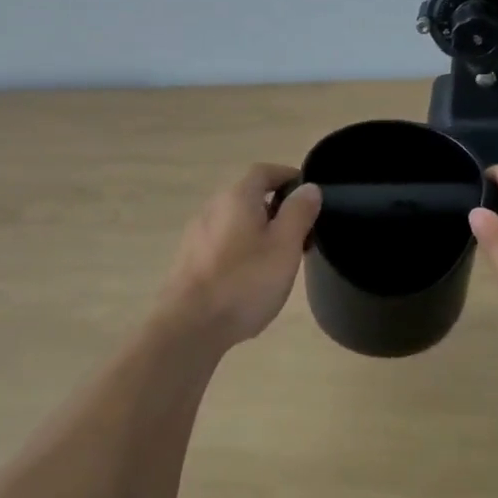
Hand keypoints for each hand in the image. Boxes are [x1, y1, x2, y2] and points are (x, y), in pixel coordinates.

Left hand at [156, 164, 321, 348]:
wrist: (188, 327)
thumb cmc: (244, 282)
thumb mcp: (284, 246)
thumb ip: (298, 213)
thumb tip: (308, 187)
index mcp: (236, 198)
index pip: (263, 171)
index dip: (287, 176)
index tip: (308, 194)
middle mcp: (212, 208)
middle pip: (248, 196)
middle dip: (276, 208)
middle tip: (301, 233)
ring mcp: (196, 235)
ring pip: (235, 222)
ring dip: (259, 231)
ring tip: (279, 258)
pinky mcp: (188, 261)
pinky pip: (222, 244)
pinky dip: (241, 249)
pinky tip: (251, 278)